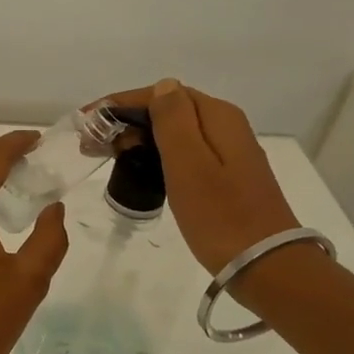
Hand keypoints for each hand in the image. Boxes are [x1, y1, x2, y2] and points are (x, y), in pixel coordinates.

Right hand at [107, 79, 300, 274]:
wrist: (266, 266)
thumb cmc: (220, 215)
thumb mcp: (190, 164)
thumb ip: (174, 120)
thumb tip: (163, 86)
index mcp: (217, 117)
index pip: (161, 94)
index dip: (120, 104)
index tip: (86, 121)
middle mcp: (226, 126)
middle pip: (168, 110)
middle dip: (126, 120)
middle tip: (91, 144)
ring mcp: (228, 152)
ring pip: (174, 132)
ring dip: (138, 138)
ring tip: (107, 155)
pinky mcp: (227, 176)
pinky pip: (184, 152)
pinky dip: (156, 154)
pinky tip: (139, 168)